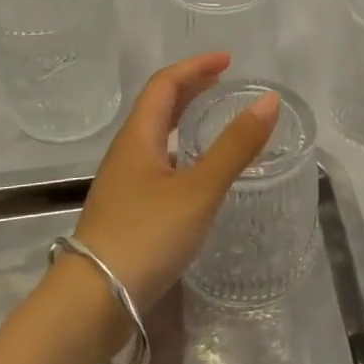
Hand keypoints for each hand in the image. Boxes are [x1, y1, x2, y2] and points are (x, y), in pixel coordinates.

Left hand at [72, 54, 279, 313]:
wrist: (93, 302)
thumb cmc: (146, 236)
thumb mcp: (199, 189)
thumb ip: (236, 146)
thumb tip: (269, 100)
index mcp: (138, 138)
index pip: (164, 84)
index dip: (195, 67)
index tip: (228, 61)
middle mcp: (126, 154)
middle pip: (157, 107)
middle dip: (191, 89)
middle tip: (224, 84)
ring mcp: (124, 185)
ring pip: (156, 137)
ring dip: (184, 120)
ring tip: (215, 120)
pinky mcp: (128, 212)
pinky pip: (158, 164)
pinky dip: (182, 152)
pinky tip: (198, 173)